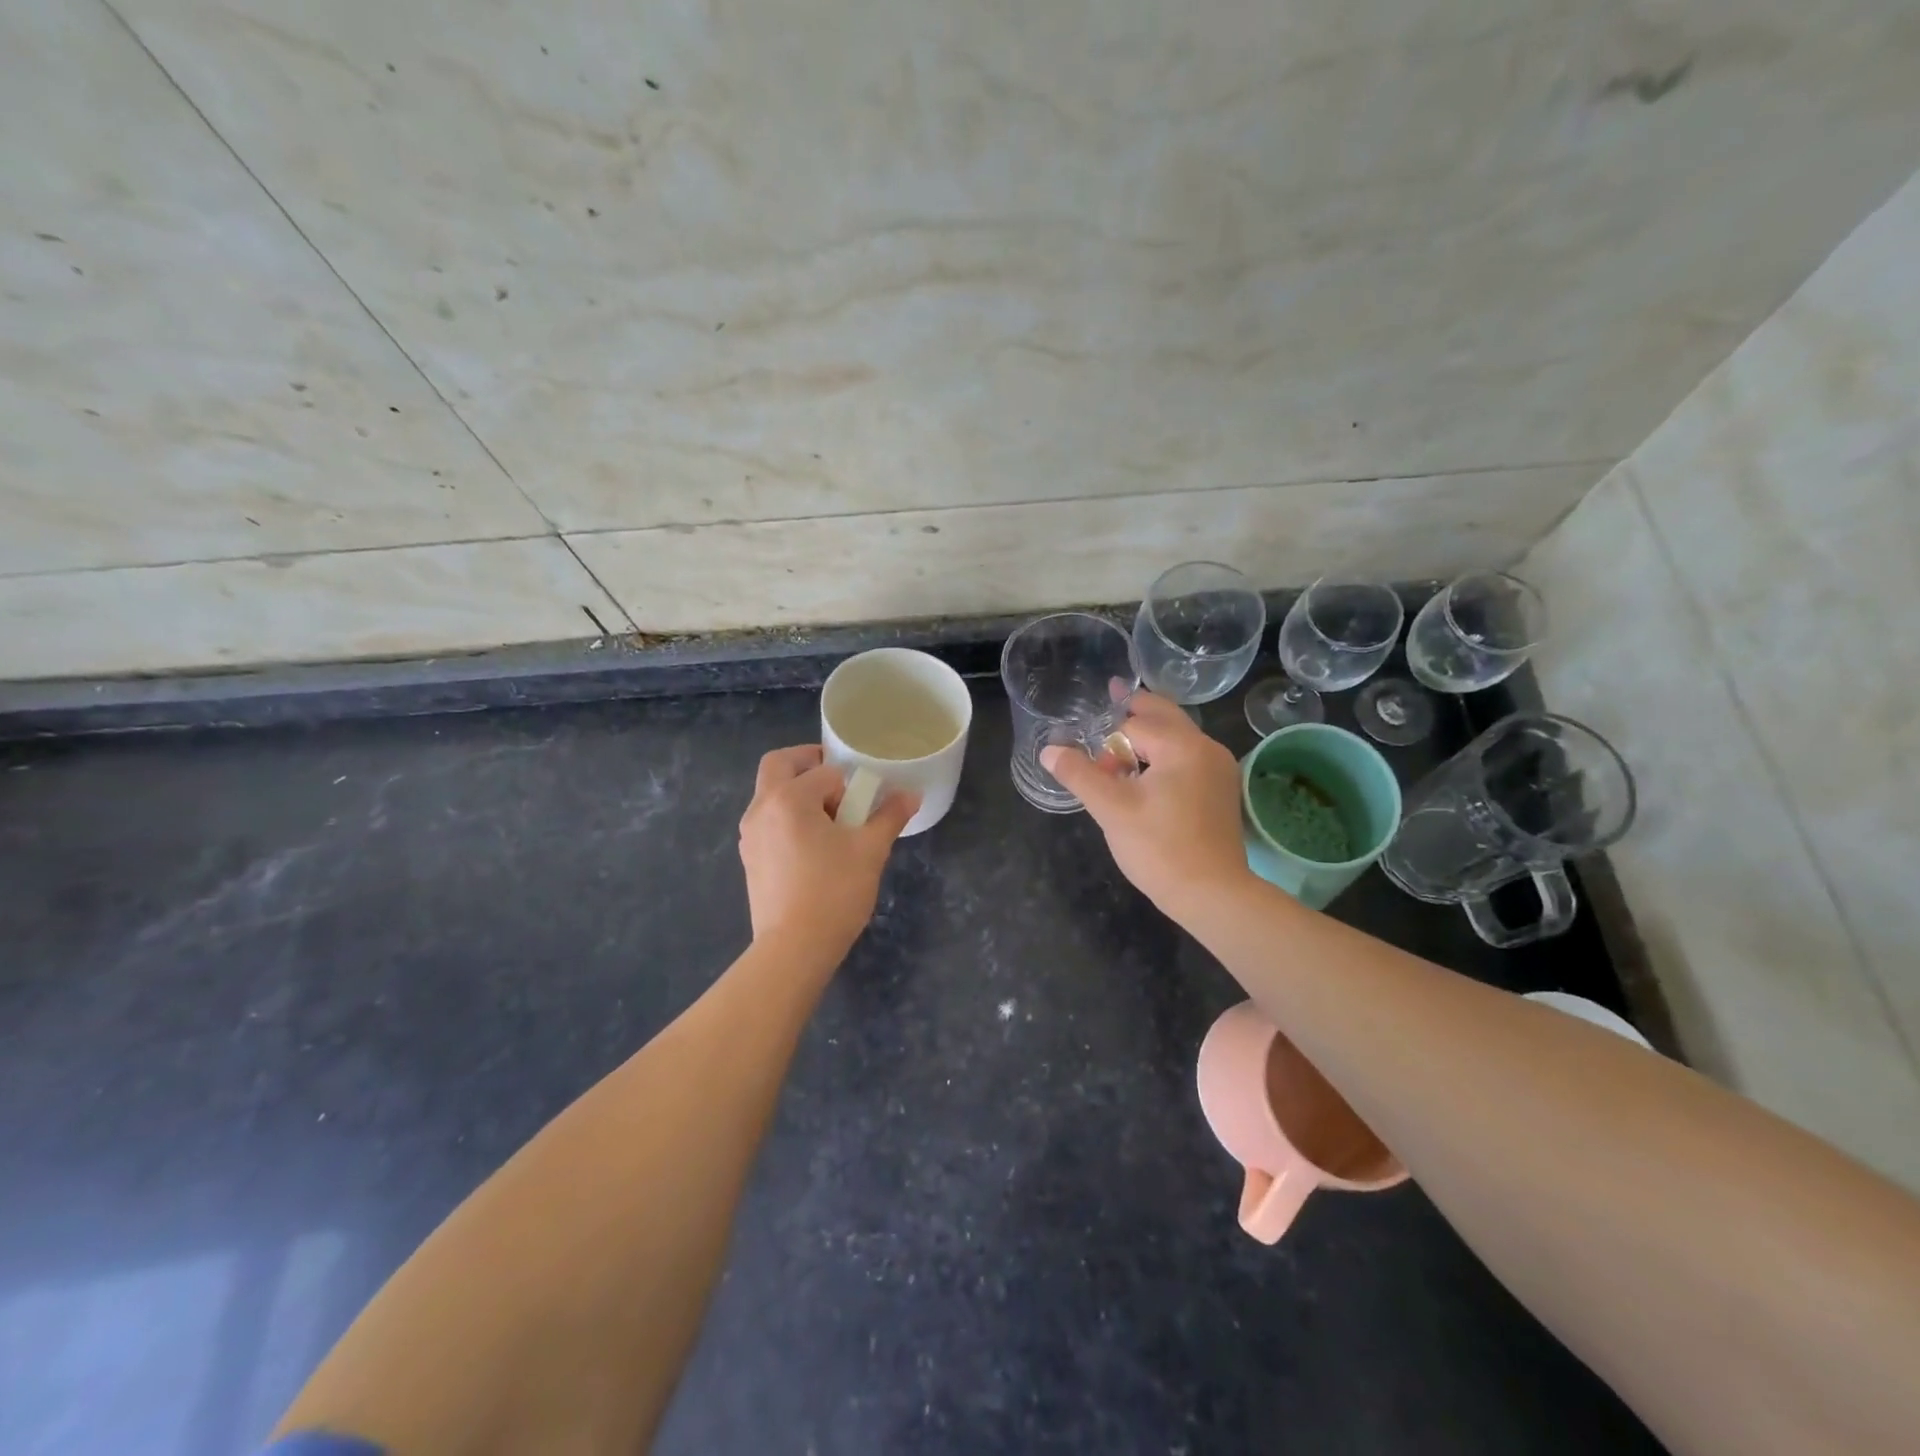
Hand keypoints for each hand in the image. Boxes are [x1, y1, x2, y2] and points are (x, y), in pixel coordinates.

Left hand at [738, 745, 918, 959]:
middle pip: (779, 764)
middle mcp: (761, 807)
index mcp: (789, 798)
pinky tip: (811, 847)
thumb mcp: (870, 850)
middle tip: (837, 782)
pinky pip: (766, 820)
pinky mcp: (749, 857)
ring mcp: (749, 834)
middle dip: (808, 763)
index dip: (849, 784)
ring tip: (828, 820)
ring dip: (796, 791)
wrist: (793, 949)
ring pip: (769, 792)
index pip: (824, 771)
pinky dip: (786, 816)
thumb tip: (911, 795)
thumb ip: (890, 816)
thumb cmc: (834, 892)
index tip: (862, 806)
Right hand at [1040, 691, 1252, 919]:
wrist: (1213, 895)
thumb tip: (1049, 750)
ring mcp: (1218, 769)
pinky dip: (1164, 755)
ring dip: (1149, 735)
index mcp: (1181, 745)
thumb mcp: (1111, 809)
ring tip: (1124, 742)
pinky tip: (1148, 774)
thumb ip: (1079, 774)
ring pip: (1177, 737)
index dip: (1107, 744)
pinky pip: (1187, 757)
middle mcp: (1205, 748)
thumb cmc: (1160, 848)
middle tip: (1112, 692)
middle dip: (1135, 708)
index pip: (1133, 725)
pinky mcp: (1220, 790)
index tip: (1093, 765)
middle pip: (1164, 715)